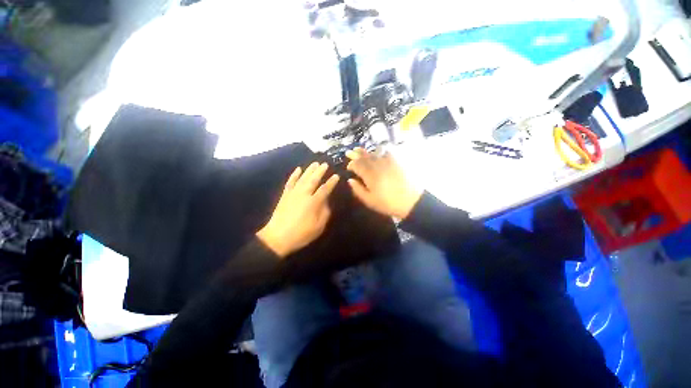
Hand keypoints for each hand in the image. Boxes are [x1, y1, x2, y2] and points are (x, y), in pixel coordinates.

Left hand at [257, 162, 339, 257]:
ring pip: (302, 178)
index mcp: (313, 202)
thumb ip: (325, 212)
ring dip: (309, 170)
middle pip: (313, 180)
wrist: (278, 238)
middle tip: (325, 164)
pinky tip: (298, 169)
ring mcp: (293, 193)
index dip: (331, 182)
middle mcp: (304, 194)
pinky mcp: (285, 195)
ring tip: (315, 163)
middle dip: (320, 171)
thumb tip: (326, 201)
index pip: (325, 189)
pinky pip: (290, 182)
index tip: (336, 176)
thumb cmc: (301, 234)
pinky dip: (294, 175)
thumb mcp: (318, 227)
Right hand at [346, 148, 421, 218]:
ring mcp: (388, 162)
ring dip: (365, 151)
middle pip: (364, 157)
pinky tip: (377, 151)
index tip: (348, 167)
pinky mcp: (397, 161)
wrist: (411, 201)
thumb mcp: (370, 200)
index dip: (351, 165)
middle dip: (355, 155)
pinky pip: (386, 152)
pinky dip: (379, 150)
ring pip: (373, 153)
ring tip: (359, 149)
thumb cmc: (388, 203)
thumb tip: (350, 180)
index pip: (357, 165)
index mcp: (369, 175)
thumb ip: (358, 190)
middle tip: (349, 152)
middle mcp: (377, 165)